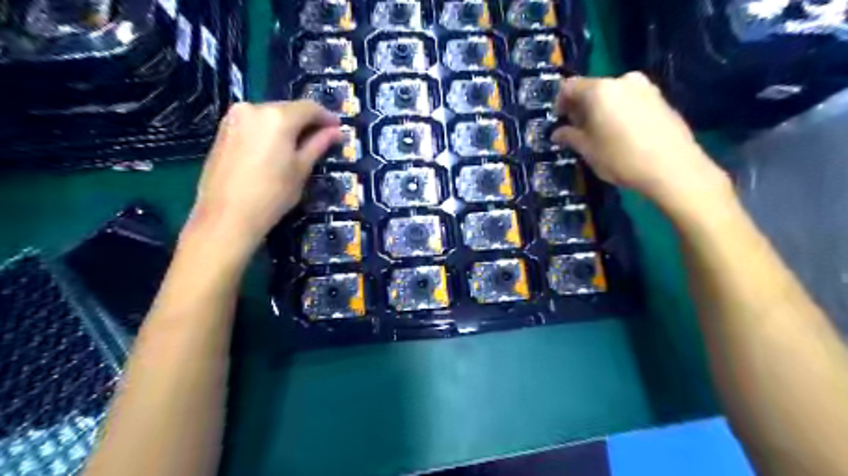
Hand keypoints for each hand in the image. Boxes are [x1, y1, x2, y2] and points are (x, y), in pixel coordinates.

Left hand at [188, 99, 339, 252]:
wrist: (227, 215)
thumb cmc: (273, 194)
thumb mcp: (301, 169)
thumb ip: (318, 145)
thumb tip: (335, 132)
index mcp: (278, 116)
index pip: (309, 108)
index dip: (326, 117)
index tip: (338, 128)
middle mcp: (254, 108)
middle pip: (288, 109)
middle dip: (306, 122)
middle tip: (321, 139)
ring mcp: (234, 118)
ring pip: (270, 115)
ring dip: (287, 126)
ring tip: (299, 146)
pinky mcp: (222, 131)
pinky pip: (254, 124)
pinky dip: (269, 132)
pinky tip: (276, 150)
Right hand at [550, 71, 727, 208]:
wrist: (672, 168)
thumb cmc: (621, 158)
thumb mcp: (588, 150)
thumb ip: (570, 136)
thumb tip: (557, 133)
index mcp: (600, 90)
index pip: (569, 86)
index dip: (560, 102)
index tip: (560, 121)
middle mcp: (622, 80)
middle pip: (593, 88)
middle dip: (582, 107)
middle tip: (578, 129)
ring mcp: (645, 87)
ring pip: (613, 94)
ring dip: (602, 109)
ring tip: (601, 133)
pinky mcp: (661, 98)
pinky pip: (631, 100)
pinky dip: (620, 111)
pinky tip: (623, 133)